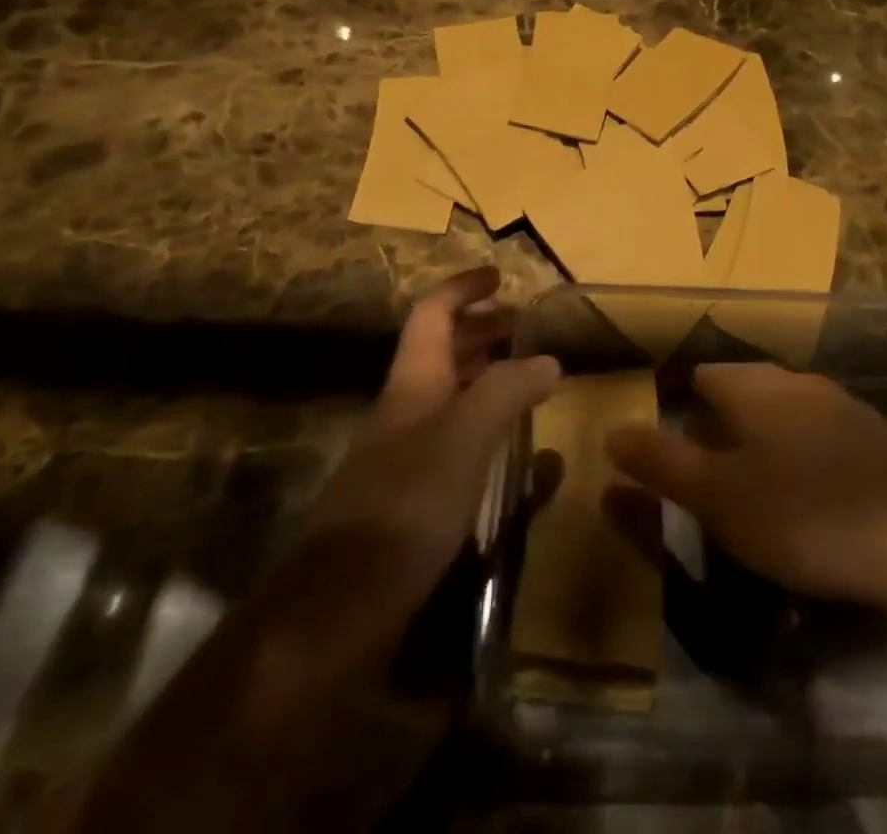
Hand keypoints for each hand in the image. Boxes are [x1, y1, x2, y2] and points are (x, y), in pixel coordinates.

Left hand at [308, 267, 558, 583]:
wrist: (338, 609)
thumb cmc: (405, 505)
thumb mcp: (465, 437)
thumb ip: (508, 390)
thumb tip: (548, 361)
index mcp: (412, 382)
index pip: (432, 313)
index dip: (462, 288)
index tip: (499, 277)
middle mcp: (405, 410)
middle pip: (440, 352)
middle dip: (480, 331)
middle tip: (523, 329)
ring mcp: (405, 456)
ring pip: (449, 397)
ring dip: (485, 378)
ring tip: (528, 380)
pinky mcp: (411, 499)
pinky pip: (454, 444)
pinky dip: (485, 431)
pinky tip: (514, 454)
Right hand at [605, 362, 886, 617]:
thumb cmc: (805, 513)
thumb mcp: (719, 497)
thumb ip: (662, 462)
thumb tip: (612, 431)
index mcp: (754, 387)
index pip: (701, 375)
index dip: (677, 403)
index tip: (666, 442)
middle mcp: (796, 382)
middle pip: (743, 389)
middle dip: (718, 422)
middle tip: (703, 471)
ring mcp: (843, 406)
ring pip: (784, 411)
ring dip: (762, 438)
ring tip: (750, 485)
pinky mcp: (877, 438)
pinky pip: (821, 436)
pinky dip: (802, 456)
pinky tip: (809, 496)